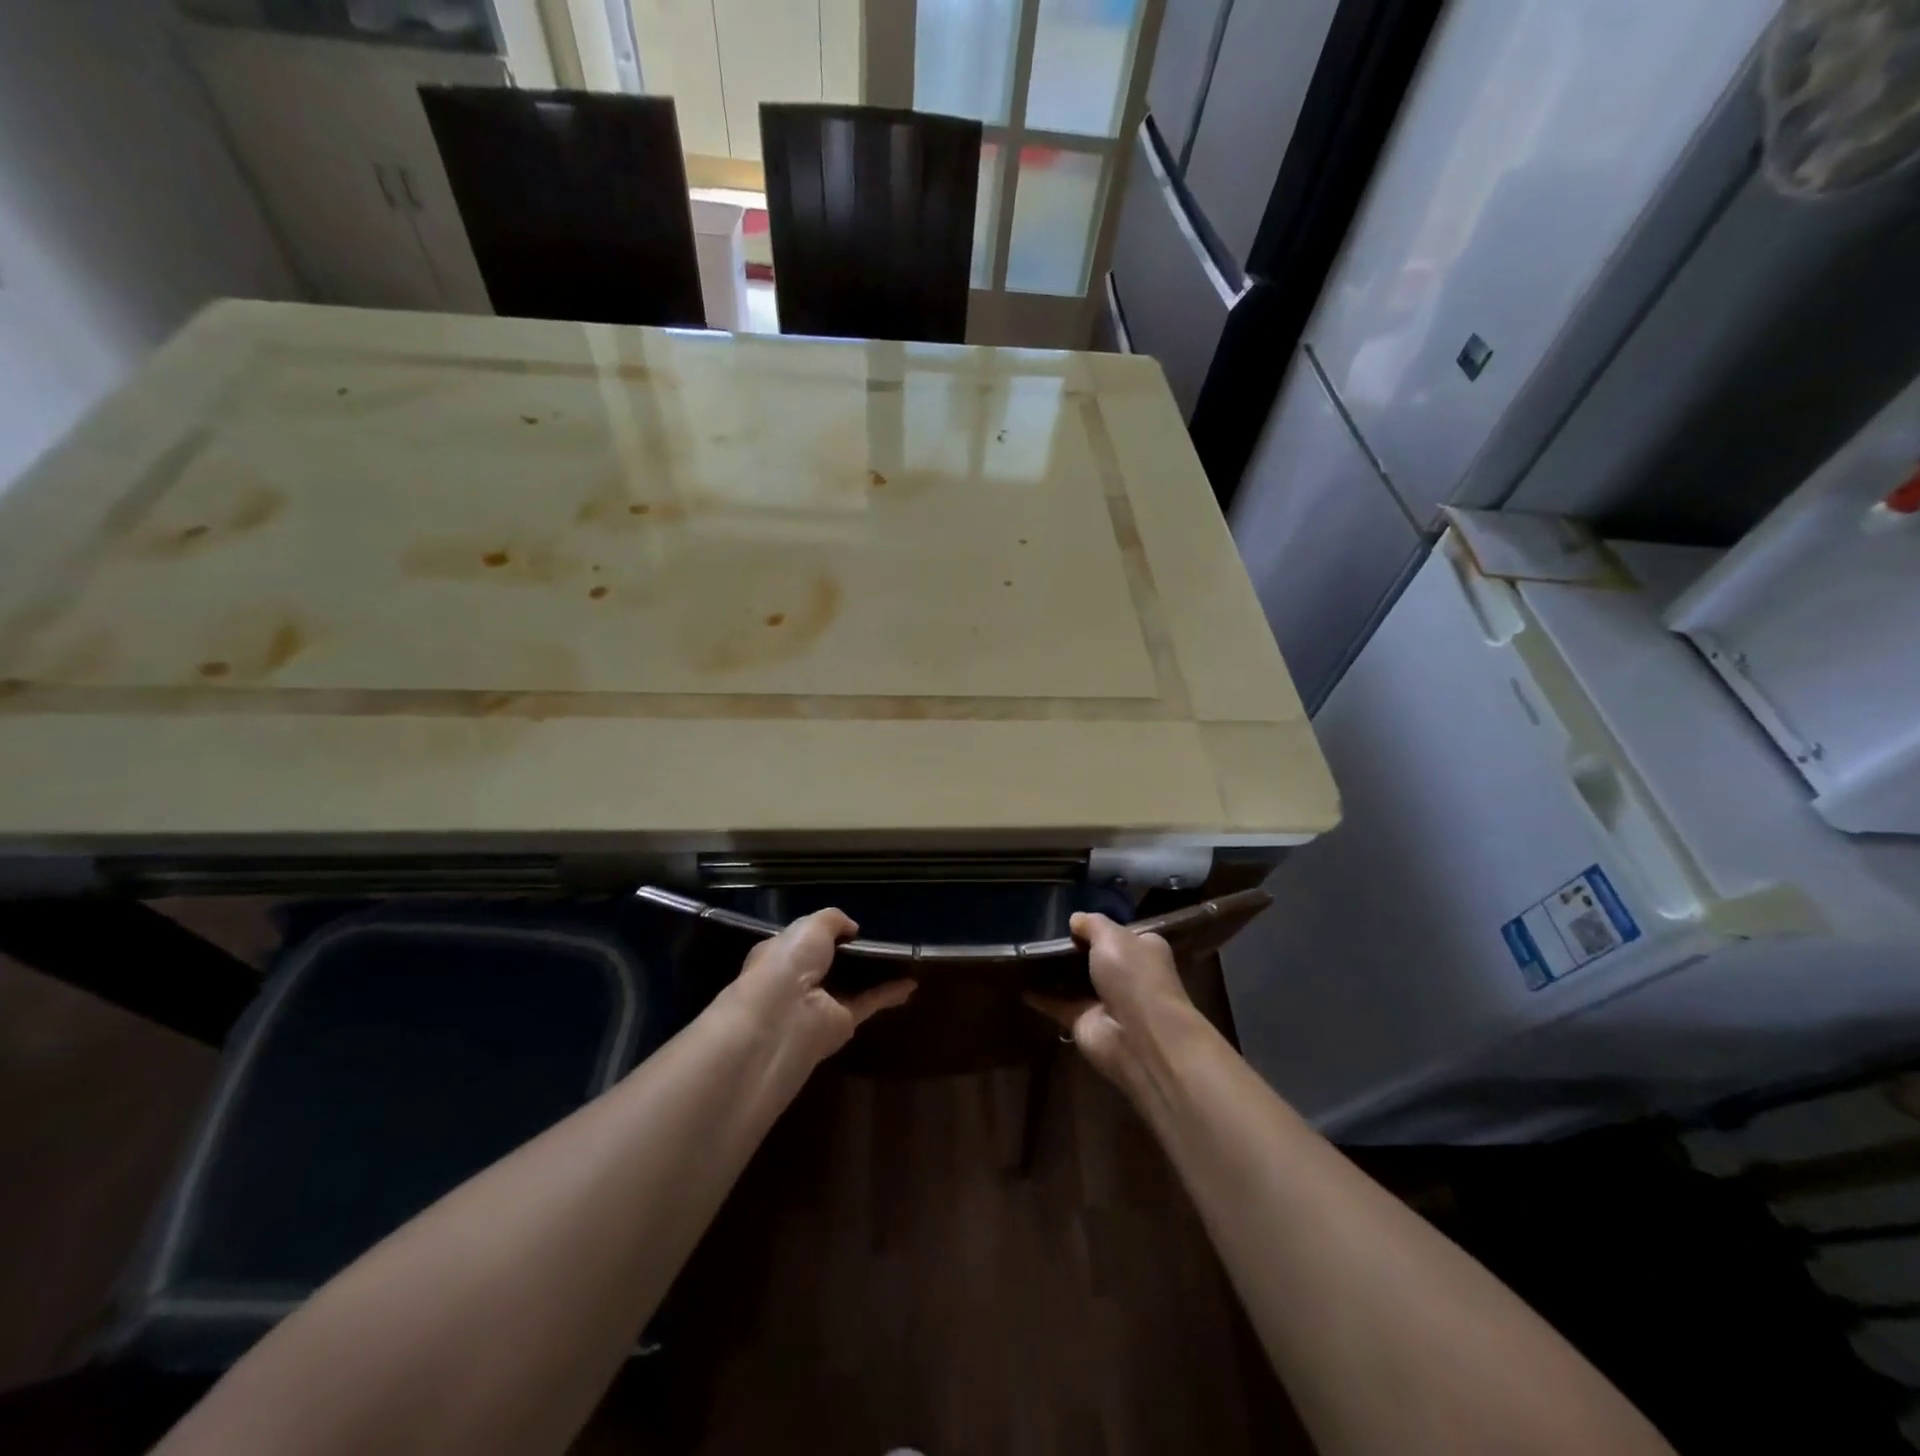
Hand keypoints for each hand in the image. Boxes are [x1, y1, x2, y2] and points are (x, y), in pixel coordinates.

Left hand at [715, 908, 914, 1073]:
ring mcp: (822, 1003)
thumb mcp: (811, 926)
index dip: (823, 932)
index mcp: (781, 954)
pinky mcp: (843, 1023)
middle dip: (851, 953)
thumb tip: (853, 928)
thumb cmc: (788, 962)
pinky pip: (870, 1002)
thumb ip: (833, 920)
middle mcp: (799, 980)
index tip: (850, 925)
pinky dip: (890, 993)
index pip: (802, 941)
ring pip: (852, 984)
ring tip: (901, 959)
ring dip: (873, 974)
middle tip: (880, 938)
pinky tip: (911, 984)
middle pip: (830, 964)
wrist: (784, 1017)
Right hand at [1027, 912, 1199, 1090]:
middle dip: (1072, 949)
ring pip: (1075, 982)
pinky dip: (1040, 997)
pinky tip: (1019, 984)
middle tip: (1040, 934)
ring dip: (1054, 973)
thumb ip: (1092, 924)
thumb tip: (1075, 919)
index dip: (1097, 927)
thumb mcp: (1113, 936)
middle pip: (1094, 958)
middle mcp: (1127, 976)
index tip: (1071, 920)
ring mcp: (1104, 1001)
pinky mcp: (1083, 1022)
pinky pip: (1057, 1005)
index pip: (1120, 934)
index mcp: (1143, 951)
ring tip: (1025, 953)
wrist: (1139, 1037)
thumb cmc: (1134, 977)